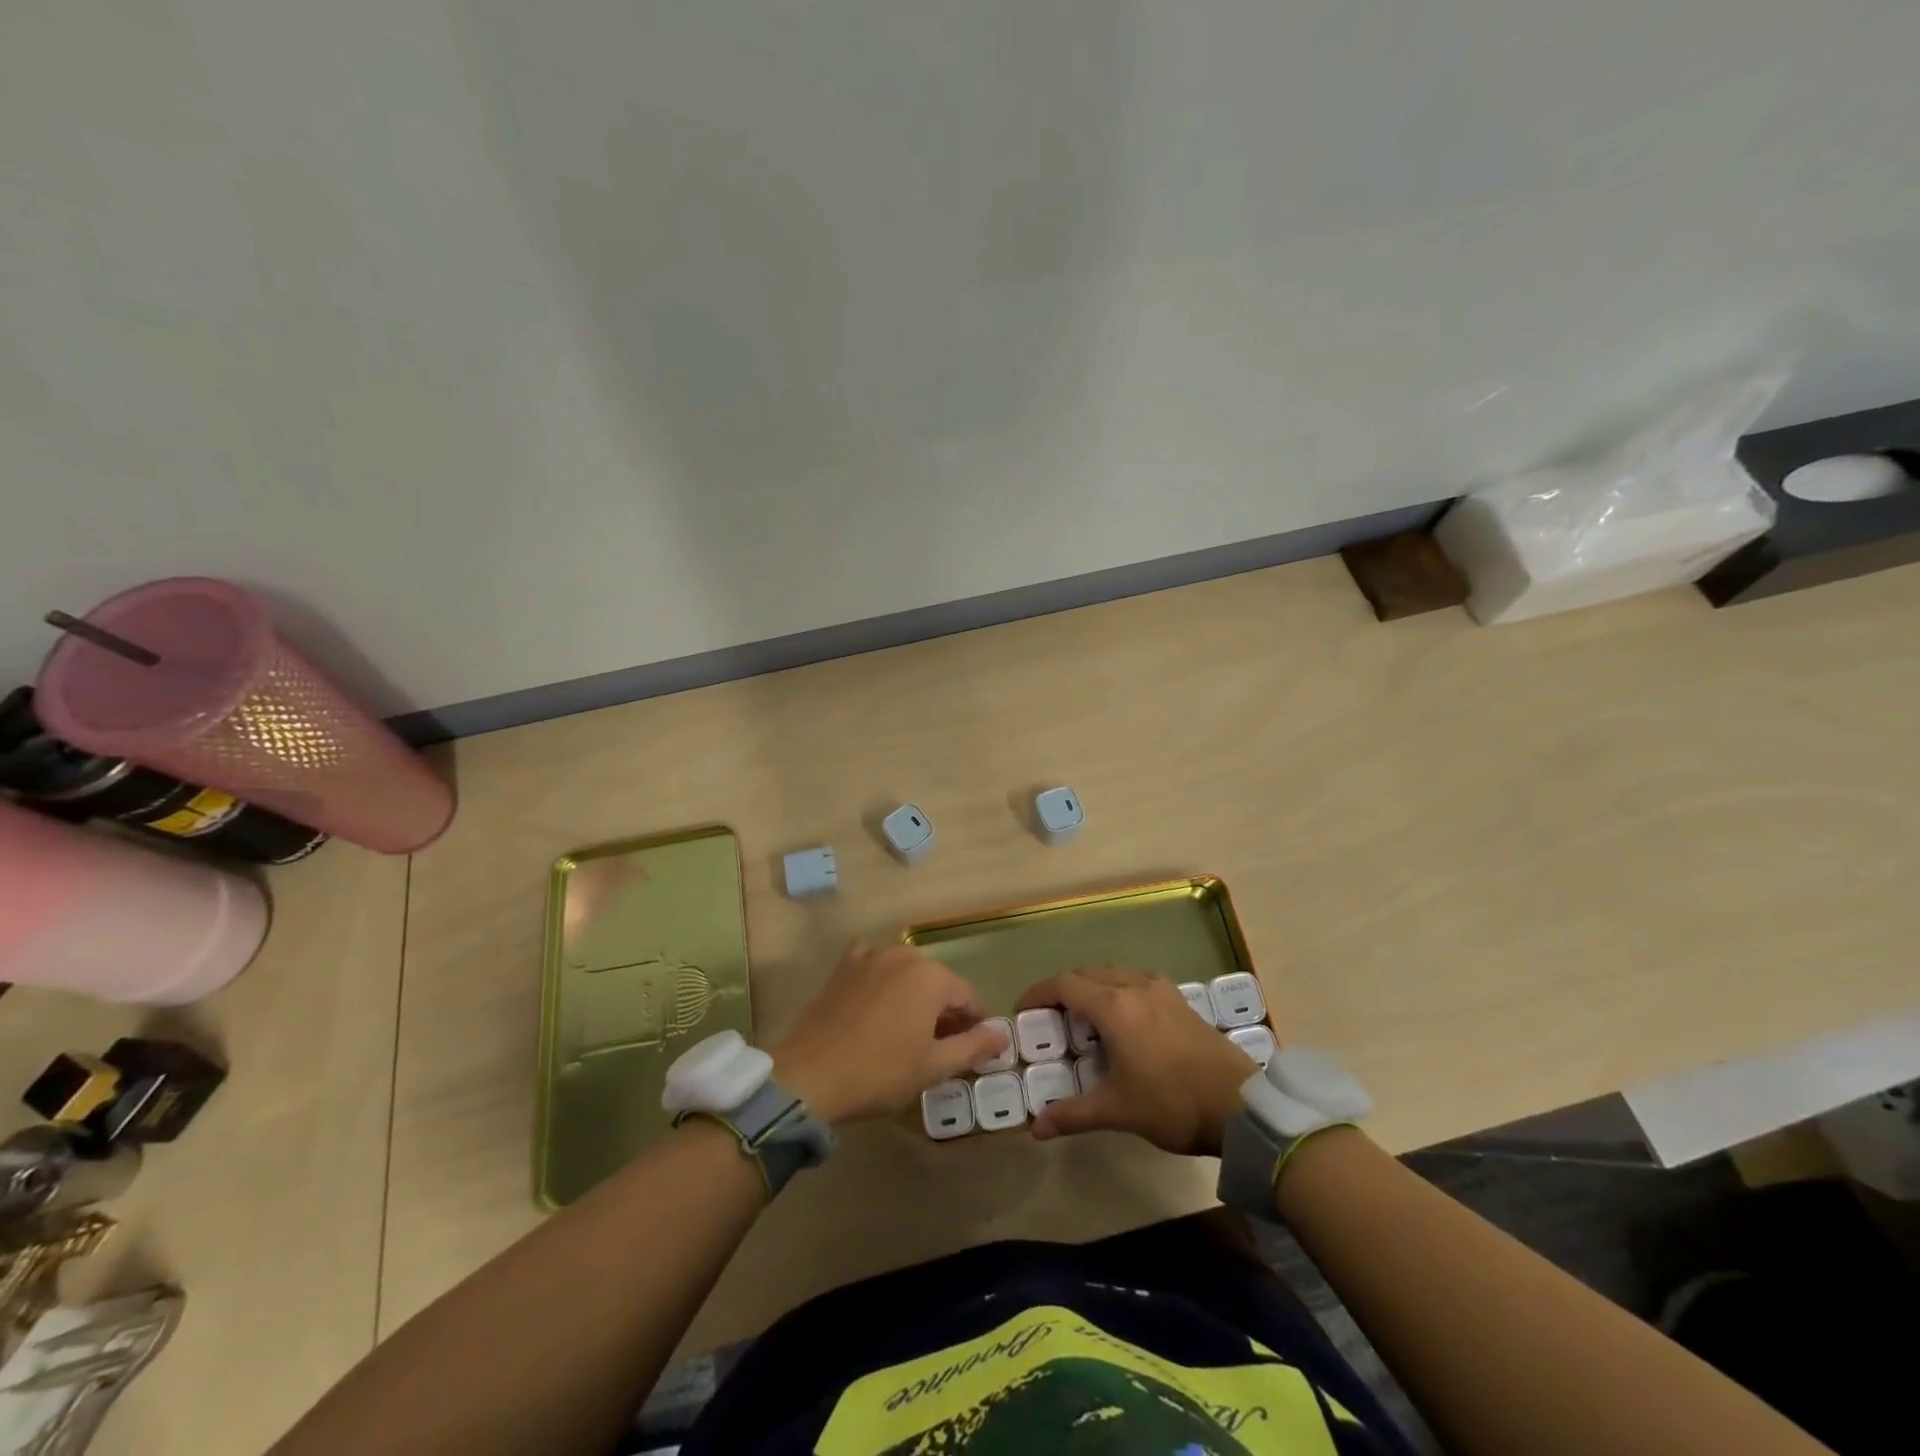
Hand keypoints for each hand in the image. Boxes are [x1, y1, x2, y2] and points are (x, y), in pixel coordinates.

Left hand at [769, 943, 1009, 1126]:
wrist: (810, 1075)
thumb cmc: (879, 1072)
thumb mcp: (933, 1066)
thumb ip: (972, 1046)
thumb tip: (1002, 1035)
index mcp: (932, 977)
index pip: (968, 997)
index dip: (976, 1024)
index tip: (974, 1049)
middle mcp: (904, 955)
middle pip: (937, 982)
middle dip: (944, 1010)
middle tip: (941, 1046)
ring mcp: (870, 956)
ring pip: (906, 973)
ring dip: (914, 996)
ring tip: (909, 1030)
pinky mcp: (843, 966)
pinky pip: (873, 964)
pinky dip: (882, 979)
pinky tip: (877, 1002)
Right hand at [1014, 965, 1254, 1155]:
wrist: (1240, 1105)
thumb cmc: (1172, 1103)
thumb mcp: (1118, 1111)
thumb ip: (1073, 1114)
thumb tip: (1036, 1129)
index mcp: (1114, 1007)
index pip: (1065, 985)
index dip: (1038, 993)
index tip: (1023, 1010)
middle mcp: (1134, 986)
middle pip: (1087, 973)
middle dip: (1063, 990)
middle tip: (1049, 1017)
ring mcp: (1161, 989)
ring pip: (1113, 973)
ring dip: (1091, 986)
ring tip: (1082, 1017)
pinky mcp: (1179, 999)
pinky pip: (1135, 980)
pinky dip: (1116, 989)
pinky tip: (1120, 1019)